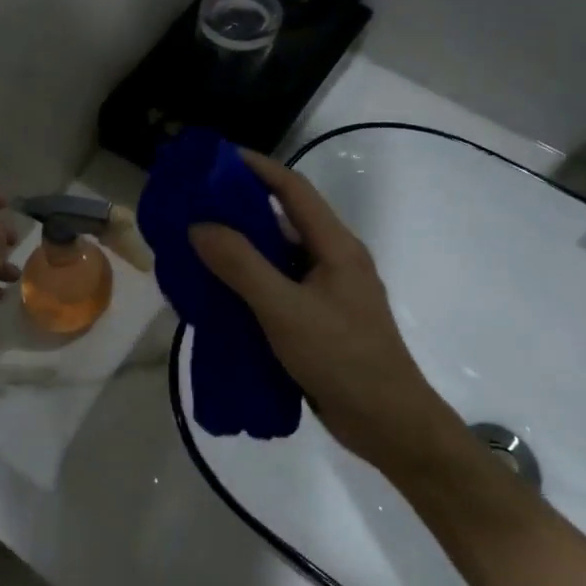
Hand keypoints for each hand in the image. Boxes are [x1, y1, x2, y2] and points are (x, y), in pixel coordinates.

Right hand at [189, 152, 465, 471]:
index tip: (215, 159)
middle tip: (196, 206)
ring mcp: (328, 291)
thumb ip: (241, 266)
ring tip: (198, 246)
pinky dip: (249, 281)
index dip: (256, 167)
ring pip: (279, 255)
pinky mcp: (320, 319)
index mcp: (335, 246)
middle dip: (241, 207)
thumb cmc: (342, 358)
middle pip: (284, 218)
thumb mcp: (285, 310)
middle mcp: (333, 259)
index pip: (293, 188)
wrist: (389, 425)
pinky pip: (278, 286)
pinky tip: (221, 293)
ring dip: (242, 247)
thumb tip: (200, 226)